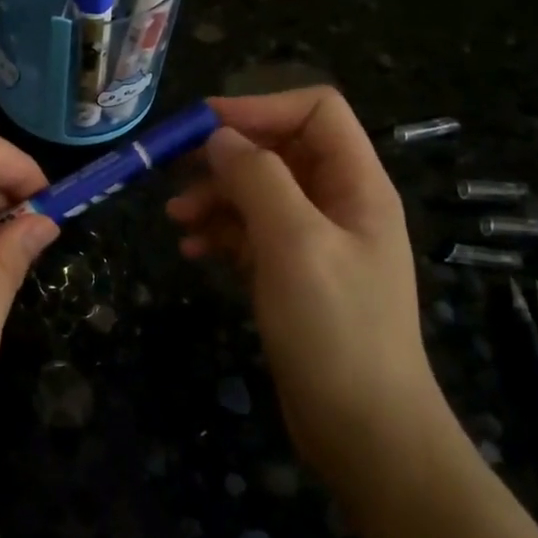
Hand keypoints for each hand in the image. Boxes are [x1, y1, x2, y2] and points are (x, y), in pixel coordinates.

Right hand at [166, 88, 441, 474]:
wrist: (363, 429)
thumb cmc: (335, 328)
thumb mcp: (295, 243)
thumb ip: (258, 179)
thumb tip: (219, 137)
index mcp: (356, 184)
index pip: (316, 111)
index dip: (261, 108)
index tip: (205, 126)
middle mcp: (337, 203)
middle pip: (279, 150)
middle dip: (227, 156)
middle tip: (175, 173)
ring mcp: (314, 240)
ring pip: (259, 192)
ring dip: (216, 196)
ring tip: (176, 219)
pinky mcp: (292, 274)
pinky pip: (251, 233)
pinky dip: (221, 232)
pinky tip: (192, 249)